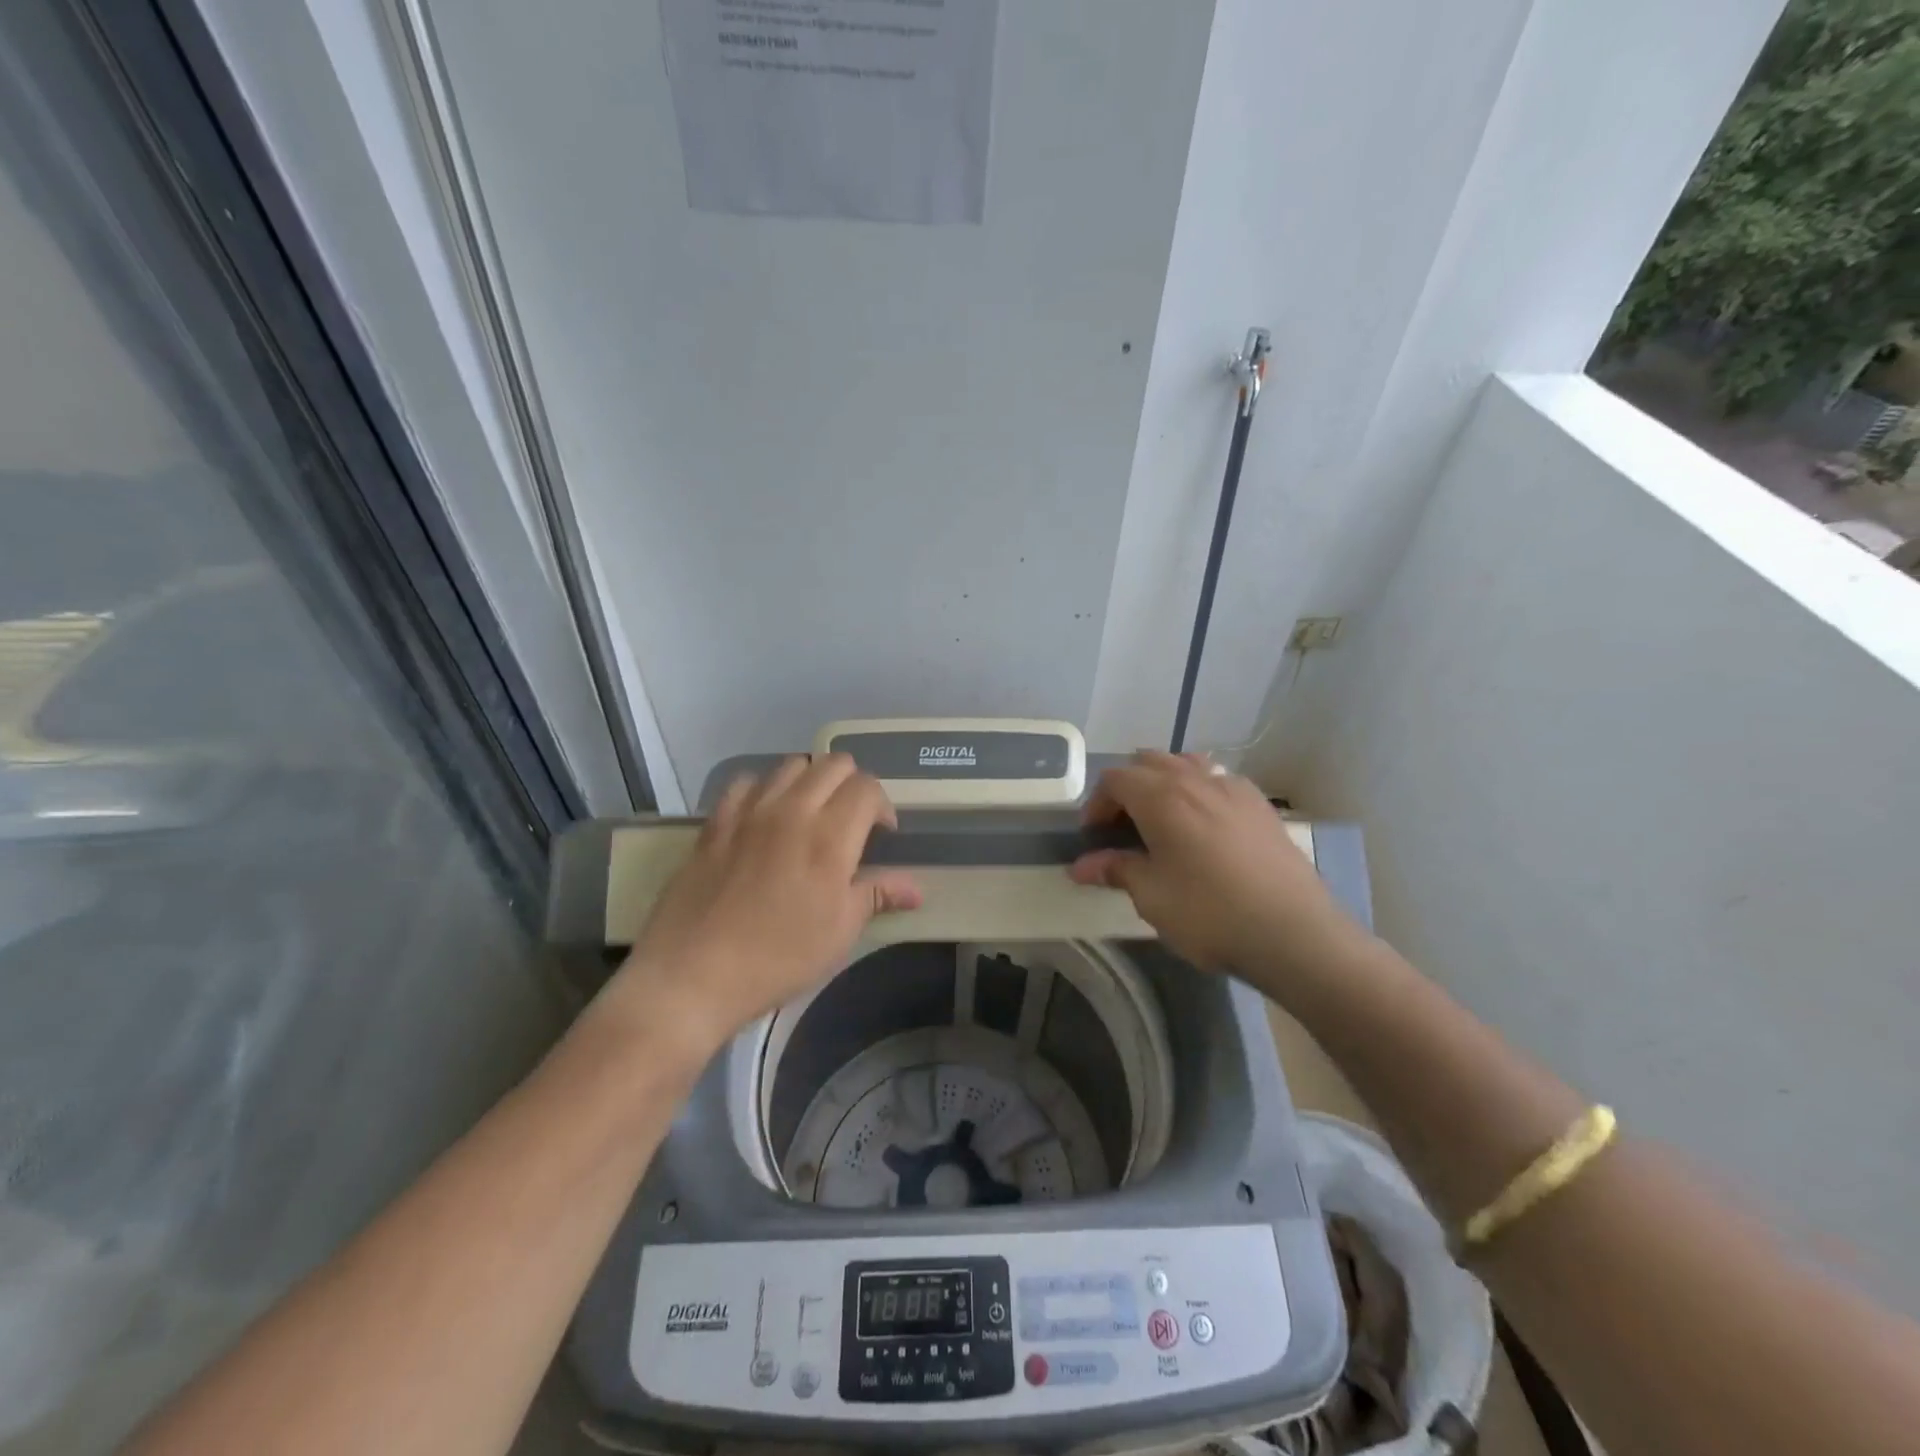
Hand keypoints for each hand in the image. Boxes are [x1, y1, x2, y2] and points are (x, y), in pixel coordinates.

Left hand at [613, 756, 922, 1051]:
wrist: (693, 974)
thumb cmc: (779, 957)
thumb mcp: (839, 932)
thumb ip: (877, 895)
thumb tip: (916, 888)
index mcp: (831, 836)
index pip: (868, 788)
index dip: (882, 805)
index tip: (882, 834)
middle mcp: (793, 810)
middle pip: (834, 764)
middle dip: (852, 784)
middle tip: (851, 820)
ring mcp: (750, 812)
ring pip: (791, 765)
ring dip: (810, 781)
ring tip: (810, 814)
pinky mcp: (716, 822)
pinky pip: (746, 782)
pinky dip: (764, 788)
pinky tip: (764, 816)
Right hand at [1068, 752, 1366, 988]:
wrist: (1295, 933)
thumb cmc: (1210, 913)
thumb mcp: (1152, 896)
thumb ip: (1116, 870)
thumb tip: (1081, 866)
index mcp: (1161, 797)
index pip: (1115, 779)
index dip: (1097, 804)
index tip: (1094, 837)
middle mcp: (1196, 780)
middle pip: (1149, 762)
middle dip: (1128, 788)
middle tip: (1123, 827)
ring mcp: (1234, 788)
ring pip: (1187, 764)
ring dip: (1165, 782)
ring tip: (1163, 820)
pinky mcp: (1261, 806)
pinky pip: (1219, 781)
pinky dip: (1199, 791)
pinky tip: (1205, 828)